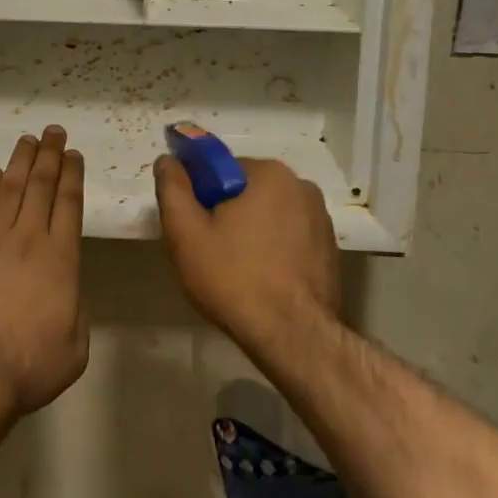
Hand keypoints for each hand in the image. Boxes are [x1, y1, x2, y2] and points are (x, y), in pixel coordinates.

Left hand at [0, 127, 88, 422]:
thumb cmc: (30, 365)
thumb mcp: (75, 344)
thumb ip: (76, 308)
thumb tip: (66, 290)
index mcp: (61, 257)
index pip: (68, 203)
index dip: (71, 175)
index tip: (72, 154)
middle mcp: (28, 238)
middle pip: (40, 186)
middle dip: (48, 155)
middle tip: (52, 131)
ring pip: (9, 190)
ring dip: (19, 162)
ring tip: (27, 140)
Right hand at [154, 155, 341, 353]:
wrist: (293, 337)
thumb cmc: (234, 279)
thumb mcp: (187, 233)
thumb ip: (173, 189)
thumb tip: (167, 160)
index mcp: (269, 173)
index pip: (222, 169)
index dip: (201, 195)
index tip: (193, 227)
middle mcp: (300, 185)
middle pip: (246, 190)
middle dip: (227, 214)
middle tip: (210, 252)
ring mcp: (320, 217)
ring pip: (269, 214)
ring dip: (251, 231)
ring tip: (236, 271)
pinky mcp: (330, 247)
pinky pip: (290, 236)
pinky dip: (274, 249)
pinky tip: (263, 279)